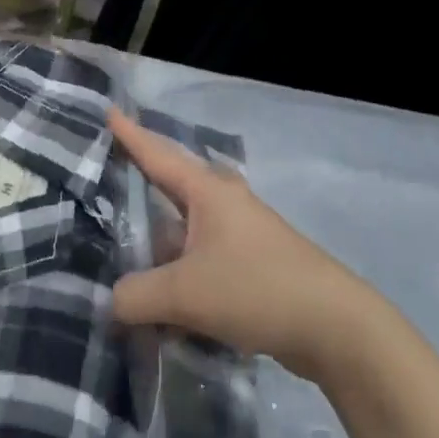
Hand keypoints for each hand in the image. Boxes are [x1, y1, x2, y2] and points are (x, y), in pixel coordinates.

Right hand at [107, 108, 375, 380]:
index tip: (108, 111)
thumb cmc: (256, 288)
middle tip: (104, 183)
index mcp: (208, 191)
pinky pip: (200, 260)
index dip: (129, 135)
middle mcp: (224, 203)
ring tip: (119, 253)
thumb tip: (112, 302)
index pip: (157, 154)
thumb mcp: (185, 293)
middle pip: (171, 187)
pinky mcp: (252, 265)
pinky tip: (159, 299)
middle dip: (140, 186)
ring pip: (185, 230)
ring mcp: (241, 234)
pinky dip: (178, 273)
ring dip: (157, 243)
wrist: (334, 327)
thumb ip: (136, 296)